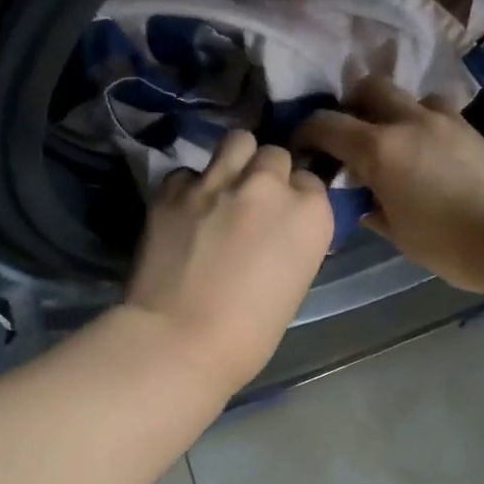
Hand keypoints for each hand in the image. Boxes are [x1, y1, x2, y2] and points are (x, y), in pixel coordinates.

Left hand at [124, 130, 334, 391]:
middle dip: (267, 174)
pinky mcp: (173, 189)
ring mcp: (217, 182)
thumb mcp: (294, 283)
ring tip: (223, 187)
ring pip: (236, 142)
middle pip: (275, 155)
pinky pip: (188, 172)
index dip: (296, 198)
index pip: (311, 182)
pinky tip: (184, 212)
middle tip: (254, 202)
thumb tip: (276, 230)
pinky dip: (189, 188)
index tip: (284, 218)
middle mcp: (268, 186)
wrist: (180, 341)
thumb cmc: (249, 334)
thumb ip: (291, 241)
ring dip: (234, 161)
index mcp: (309, 214)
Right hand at [298, 76, 483, 293]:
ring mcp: (445, 120)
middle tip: (350, 132)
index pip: (327, 124)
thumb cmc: (449, 244)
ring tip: (395, 139)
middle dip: (352, 103)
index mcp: (379, 149)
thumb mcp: (399, 235)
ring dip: (393, 110)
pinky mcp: (472, 128)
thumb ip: (374, 210)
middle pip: (370, 87)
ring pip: (408, 95)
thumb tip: (365, 200)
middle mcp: (408, 122)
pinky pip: (437, 111)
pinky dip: (423, 122)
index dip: (307, 131)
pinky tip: (428, 150)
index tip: (303, 146)